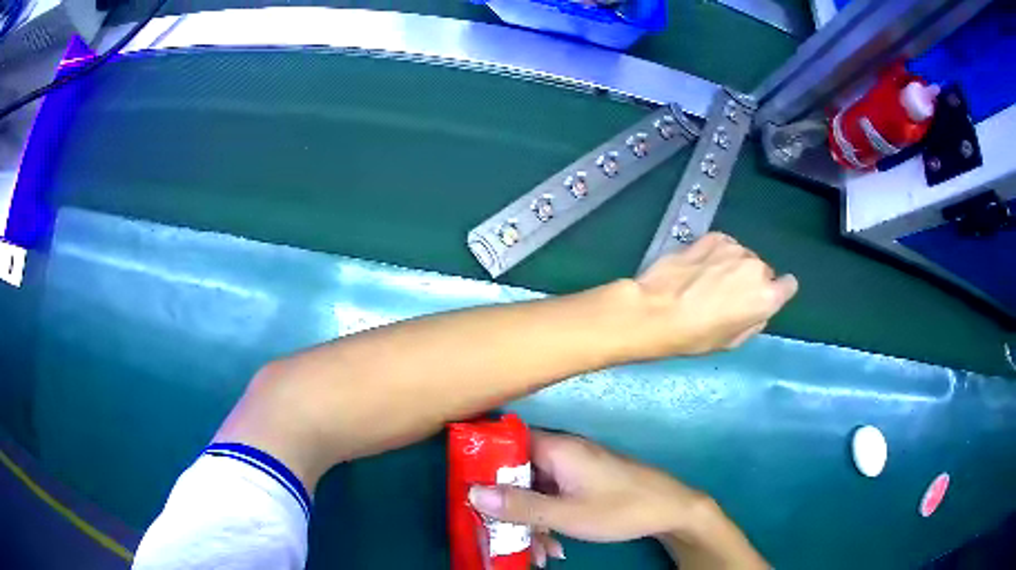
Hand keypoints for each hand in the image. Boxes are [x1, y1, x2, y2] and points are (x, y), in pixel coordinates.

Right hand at [468, 431, 721, 565]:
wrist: (672, 509)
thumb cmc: (620, 508)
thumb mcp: (566, 514)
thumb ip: (520, 505)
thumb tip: (472, 492)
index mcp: (557, 448)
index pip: (507, 444)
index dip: (484, 465)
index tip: (469, 491)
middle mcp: (563, 452)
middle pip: (519, 474)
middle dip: (510, 509)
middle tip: (503, 536)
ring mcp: (575, 468)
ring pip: (536, 491)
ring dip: (531, 522)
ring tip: (537, 554)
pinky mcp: (585, 482)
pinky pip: (554, 497)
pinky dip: (549, 520)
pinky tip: (555, 547)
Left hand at [626, 232, 797, 358]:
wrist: (657, 309)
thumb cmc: (694, 335)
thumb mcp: (732, 341)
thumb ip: (754, 321)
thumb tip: (758, 309)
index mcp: (766, 297)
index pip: (789, 286)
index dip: (777, 292)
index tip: (763, 298)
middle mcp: (757, 268)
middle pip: (764, 272)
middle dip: (751, 281)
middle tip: (727, 296)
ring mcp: (735, 249)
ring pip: (744, 257)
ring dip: (734, 266)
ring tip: (709, 281)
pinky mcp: (714, 237)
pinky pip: (726, 246)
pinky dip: (718, 254)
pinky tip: (700, 266)